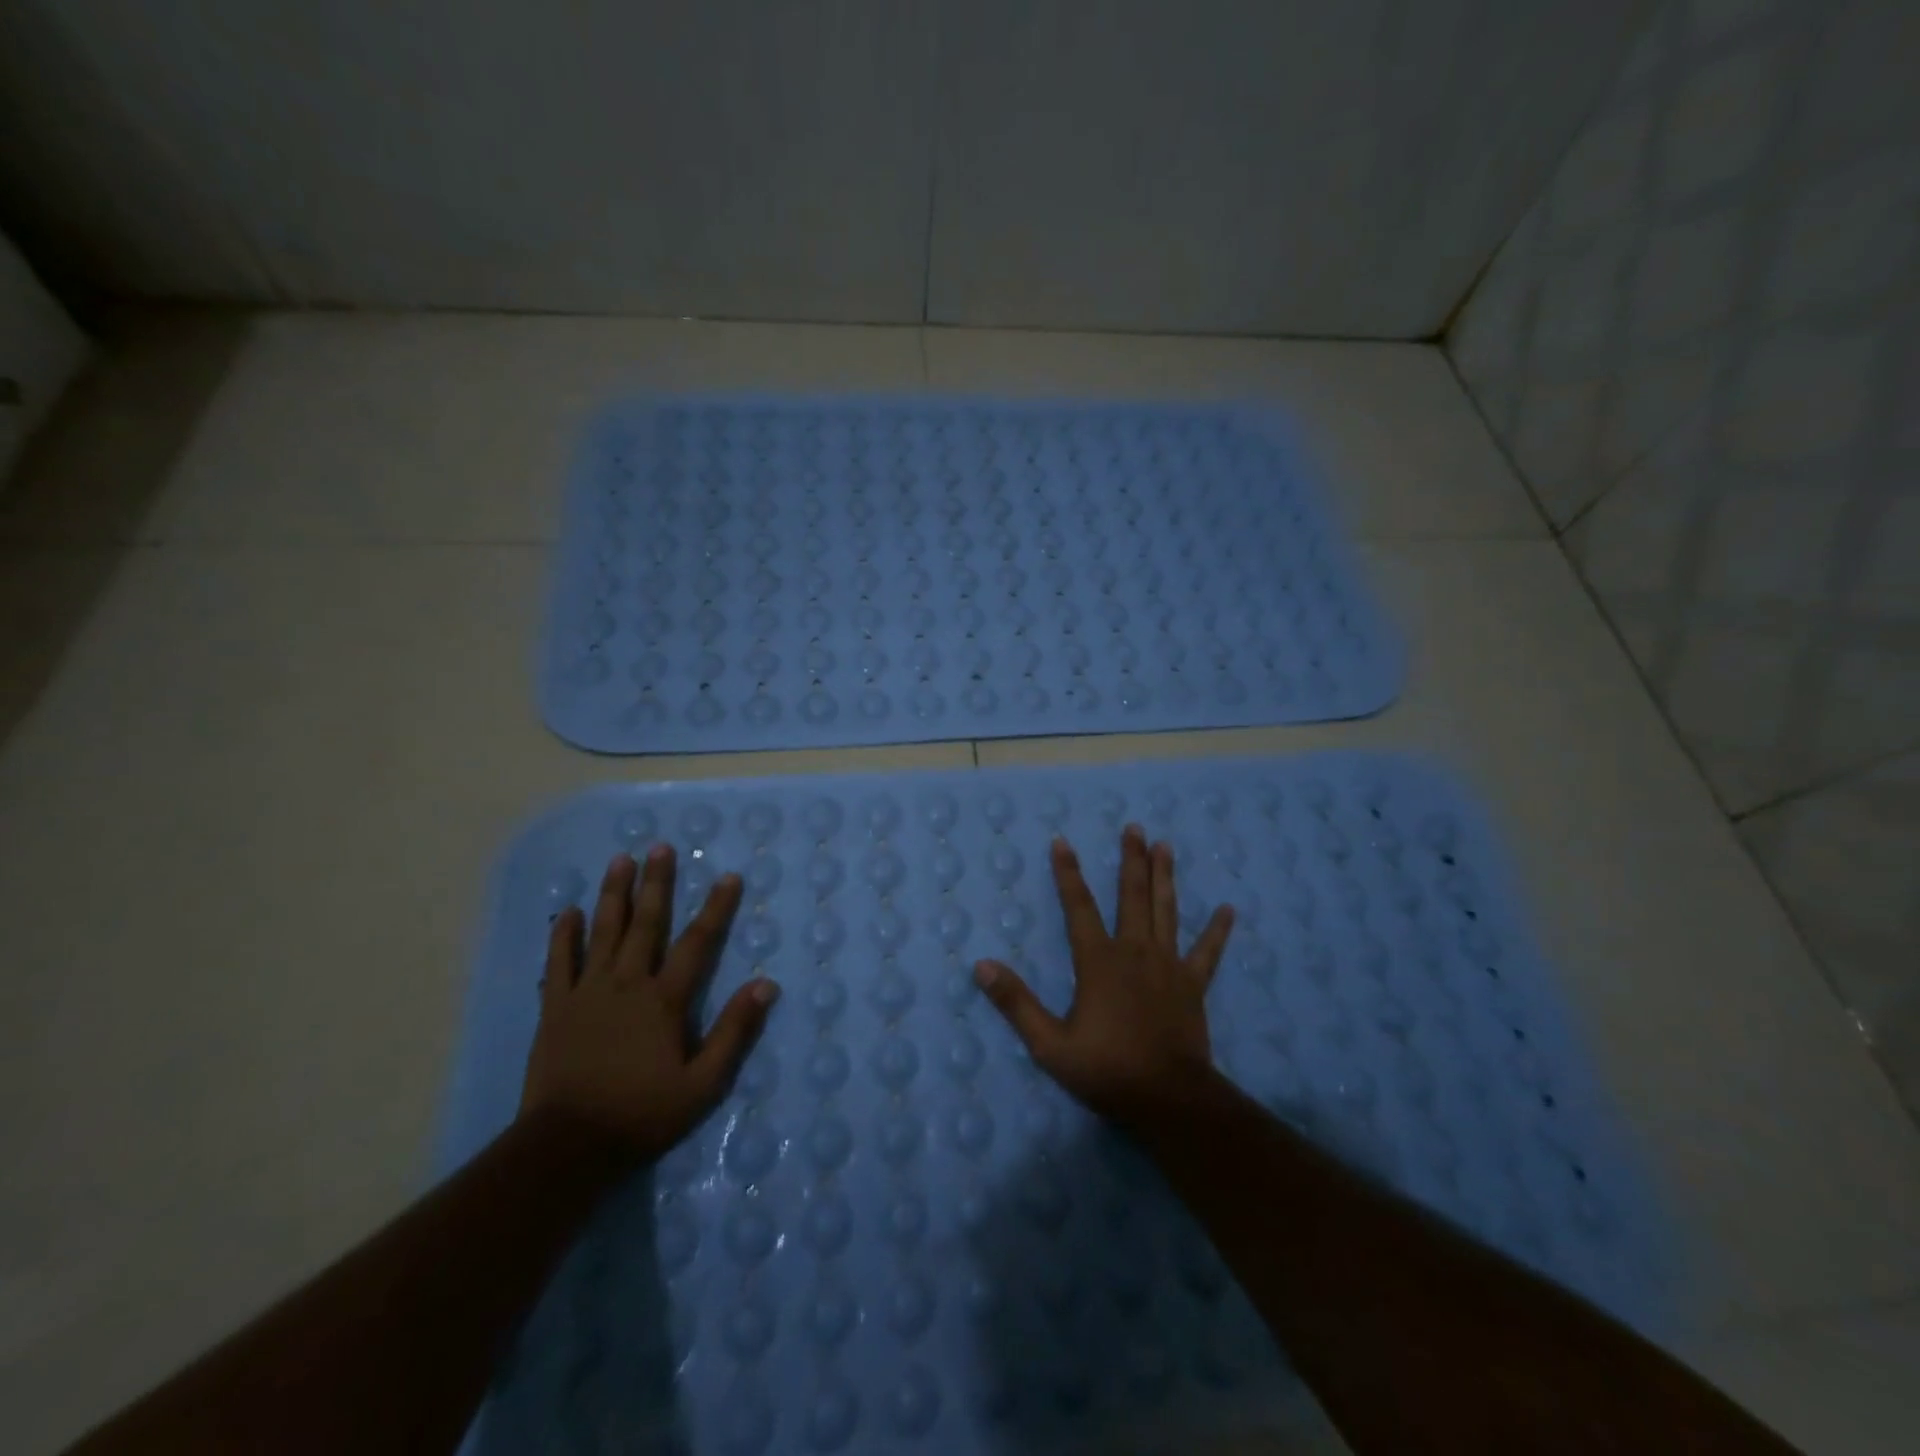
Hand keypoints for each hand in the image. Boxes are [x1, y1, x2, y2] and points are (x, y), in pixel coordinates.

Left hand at [520, 846, 778, 1159]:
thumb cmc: (641, 1114)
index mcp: (664, 1000)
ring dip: (613, 894)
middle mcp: (627, 984)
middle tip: (660, 847)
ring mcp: (587, 992)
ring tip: (620, 860)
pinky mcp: (556, 1008)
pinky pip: (559, 963)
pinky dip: (563, 936)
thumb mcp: (703, 1083)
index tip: (727, 876)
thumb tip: (766, 984)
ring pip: (603, 932)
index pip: (697, 943)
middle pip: (645, 923)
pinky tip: (567, 912)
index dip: (715, 908)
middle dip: (656, 883)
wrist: (566, 1147)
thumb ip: (734, 1031)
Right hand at [974, 824, 1233, 1124]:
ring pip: (1166, 911)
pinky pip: (1207, 952)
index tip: (1062, 841)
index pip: (1079, 906)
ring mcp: (1168, 966)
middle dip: (1131, 860)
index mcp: (1098, 961)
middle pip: (1131, 896)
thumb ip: (1016, 1003)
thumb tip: (981, 966)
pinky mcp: (1193, 985)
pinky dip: (1217, 931)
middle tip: (1134, 828)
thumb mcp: (1049, 1044)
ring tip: (1165, 846)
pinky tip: (1229, 909)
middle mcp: (1134, 952)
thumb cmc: (1106, 1070)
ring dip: (1164, 877)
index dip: (1068, 873)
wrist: (1168, 1099)